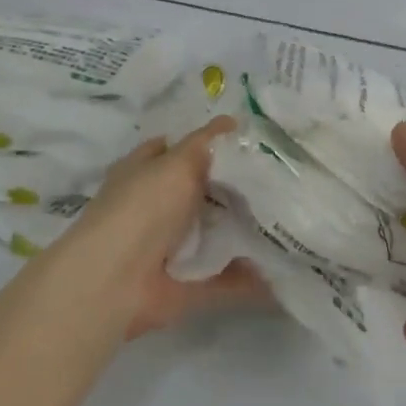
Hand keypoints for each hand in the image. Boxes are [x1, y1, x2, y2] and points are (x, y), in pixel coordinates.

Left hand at [66, 118, 266, 338]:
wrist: (114, 280)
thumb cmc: (143, 206)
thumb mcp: (177, 161)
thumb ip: (206, 142)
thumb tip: (232, 120)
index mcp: (144, 172)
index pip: (176, 149)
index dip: (207, 144)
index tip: (248, 143)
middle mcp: (155, 208)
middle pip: (200, 193)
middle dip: (235, 189)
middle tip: (279, 180)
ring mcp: (170, 248)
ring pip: (214, 235)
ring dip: (246, 232)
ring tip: (290, 220)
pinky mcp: (186, 285)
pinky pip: (224, 280)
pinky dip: (250, 279)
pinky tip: (283, 270)